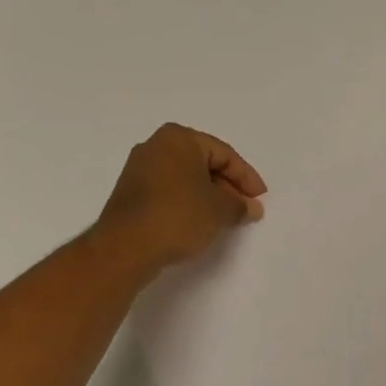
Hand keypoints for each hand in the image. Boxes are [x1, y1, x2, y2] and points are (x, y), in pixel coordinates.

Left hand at [96, 123, 266, 271]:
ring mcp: (139, 169)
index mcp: (179, 138)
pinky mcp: (130, 192)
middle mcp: (156, 146)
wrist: (126, 247)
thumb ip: (240, 205)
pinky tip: (198, 221)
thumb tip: (252, 208)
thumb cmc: (178, 216)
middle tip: (244, 209)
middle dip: (227, 187)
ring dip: (208, 196)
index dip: (246, 178)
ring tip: (225, 218)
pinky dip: (187, 202)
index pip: (224, 154)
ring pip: (185, 178)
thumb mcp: (220, 210)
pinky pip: (169, 190)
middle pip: (204, 163)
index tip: (260, 199)